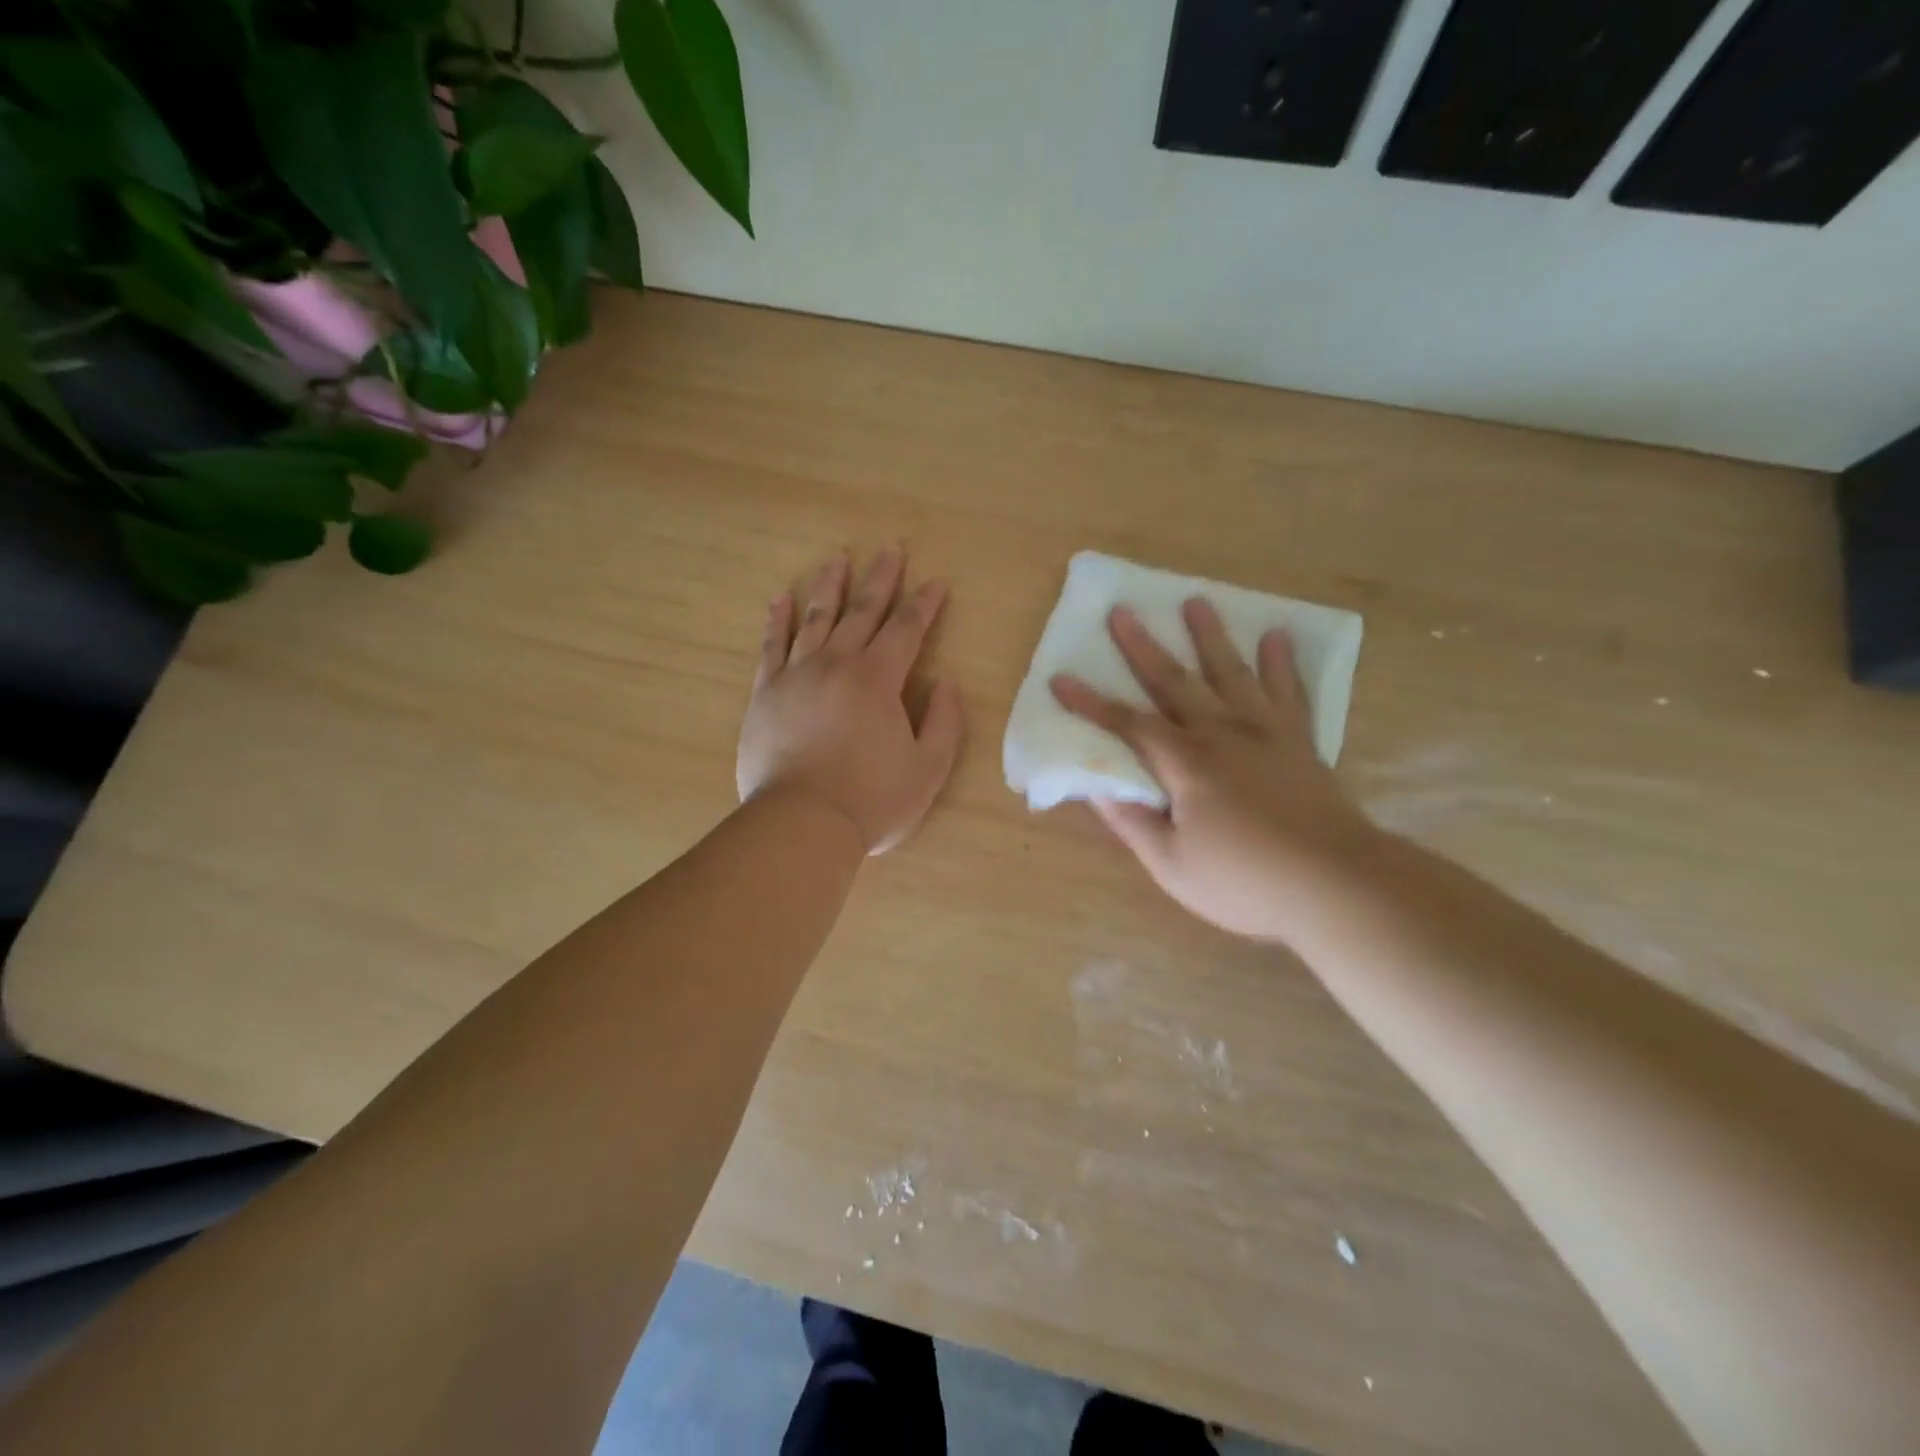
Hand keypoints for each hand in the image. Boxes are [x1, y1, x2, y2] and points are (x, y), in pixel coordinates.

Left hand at [738, 548, 964, 854]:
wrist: (802, 823)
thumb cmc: (872, 800)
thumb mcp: (928, 768)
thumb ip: (944, 722)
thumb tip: (946, 684)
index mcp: (878, 680)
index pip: (907, 630)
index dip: (924, 604)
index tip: (936, 582)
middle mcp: (837, 665)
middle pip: (862, 612)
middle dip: (880, 580)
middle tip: (890, 550)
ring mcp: (796, 675)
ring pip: (815, 618)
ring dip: (829, 586)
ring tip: (837, 559)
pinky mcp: (765, 694)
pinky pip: (771, 646)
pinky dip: (777, 620)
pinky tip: (782, 599)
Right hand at [1051, 598, 1378, 941]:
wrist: (1337, 884)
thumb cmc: (1246, 882)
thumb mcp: (1173, 866)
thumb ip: (1133, 823)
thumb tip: (1097, 788)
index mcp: (1186, 764)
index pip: (1128, 725)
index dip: (1092, 704)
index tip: (1061, 679)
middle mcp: (1222, 734)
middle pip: (1175, 682)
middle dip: (1143, 647)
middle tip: (1122, 611)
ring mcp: (1265, 732)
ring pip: (1231, 672)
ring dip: (1210, 636)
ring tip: (1196, 601)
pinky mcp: (1299, 741)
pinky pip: (1289, 691)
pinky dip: (1282, 663)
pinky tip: (1277, 637)